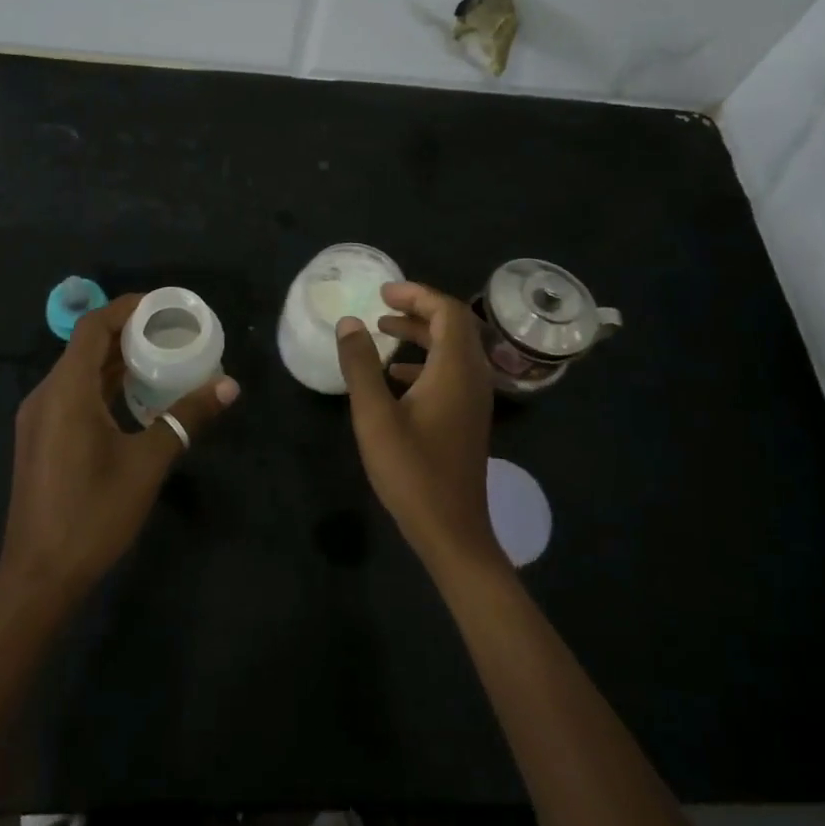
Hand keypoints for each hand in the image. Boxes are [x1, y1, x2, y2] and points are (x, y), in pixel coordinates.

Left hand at [0, 294, 238, 612]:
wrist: (39, 577)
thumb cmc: (93, 514)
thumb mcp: (147, 463)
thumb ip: (186, 419)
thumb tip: (229, 386)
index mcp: (65, 391)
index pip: (93, 327)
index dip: (128, 308)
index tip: (166, 305)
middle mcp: (45, 395)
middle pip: (86, 347)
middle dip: (129, 333)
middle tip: (174, 332)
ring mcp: (39, 419)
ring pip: (79, 373)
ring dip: (117, 361)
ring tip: (163, 358)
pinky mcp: (42, 440)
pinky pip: (74, 395)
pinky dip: (105, 386)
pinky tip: (136, 399)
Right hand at [336, 281, 501, 578]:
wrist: (452, 531)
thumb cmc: (412, 471)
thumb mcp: (374, 416)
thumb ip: (360, 366)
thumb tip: (349, 322)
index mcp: (455, 370)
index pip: (447, 312)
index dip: (416, 295)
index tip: (382, 293)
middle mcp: (473, 377)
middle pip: (454, 326)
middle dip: (418, 309)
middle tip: (382, 306)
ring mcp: (475, 400)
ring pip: (454, 350)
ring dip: (422, 334)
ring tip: (384, 332)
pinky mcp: (468, 418)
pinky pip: (452, 372)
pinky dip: (426, 361)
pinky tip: (395, 377)